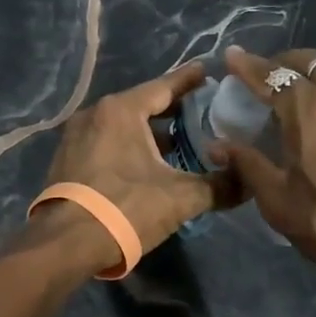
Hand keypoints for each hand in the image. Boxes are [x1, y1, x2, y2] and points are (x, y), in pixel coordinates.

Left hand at [40, 62, 235, 270]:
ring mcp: (76, 136)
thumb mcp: (180, 198)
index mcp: (121, 110)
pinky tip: (147, 164)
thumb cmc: (126, 208)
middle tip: (201, 112)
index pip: (163, 87)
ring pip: (122, 125)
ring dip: (149, 132)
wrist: (66, 243)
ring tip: (179, 143)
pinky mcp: (67, 159)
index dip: (189, 81)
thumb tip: (249, 182)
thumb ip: (218, 186)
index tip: (208, 72)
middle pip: (141, 104)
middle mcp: (95, 114)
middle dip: (171, 109)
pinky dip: (128, 145)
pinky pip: (106, 141)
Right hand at [210, 46, 315, 288]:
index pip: (271, 75)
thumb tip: (218, 146)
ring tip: (299, 97)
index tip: (230, 56)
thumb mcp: (278, 201)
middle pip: (309, 62)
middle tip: (266, 78)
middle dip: (283, 63)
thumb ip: (247, 164)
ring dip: (313, 75)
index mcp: (309, 111)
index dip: (247, 65)